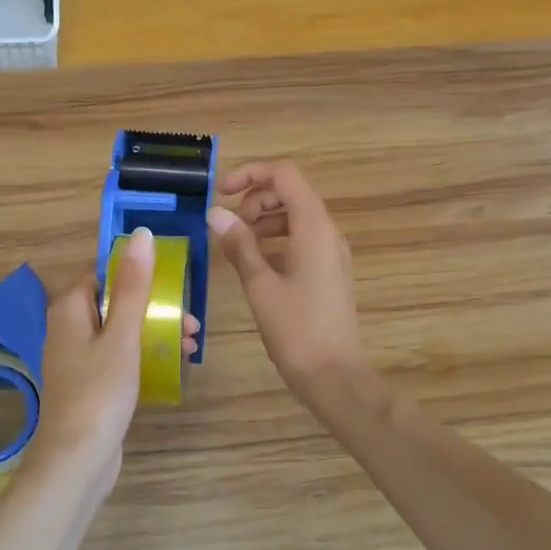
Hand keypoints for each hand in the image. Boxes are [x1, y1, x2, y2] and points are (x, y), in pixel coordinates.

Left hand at [28, 228, 198, 495]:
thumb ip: (133, 285)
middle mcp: (69, 328)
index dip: (136, 272)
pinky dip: (144, 353)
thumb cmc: (99, 391)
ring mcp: (78, 358)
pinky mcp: (90, 383)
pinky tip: (173, 362)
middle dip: (154, 306)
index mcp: (70, 309)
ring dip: (155, 330)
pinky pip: (120, 355)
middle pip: (116, 301)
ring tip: (190, 343)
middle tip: (190, 320)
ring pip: (121, 330)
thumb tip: (141, 235)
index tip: (172, 281)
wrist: (77, 460)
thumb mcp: (123, 334)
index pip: (102, 273)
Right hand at [207, 160, 366, 397]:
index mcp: (314, 227)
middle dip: (255, 199)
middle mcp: (328, 232)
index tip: (221, 194)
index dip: (251, 174)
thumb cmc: (296, 329)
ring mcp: (332, 252)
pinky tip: (256, 265)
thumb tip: (216, 213)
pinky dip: (277, 241)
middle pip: (291, 192)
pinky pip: (302, 240)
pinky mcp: (330, 271)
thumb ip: (239, 244)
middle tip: (230, 228)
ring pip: (296, 217)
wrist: (334, 375)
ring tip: (238, 247)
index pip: (284, 174)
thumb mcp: (260, 285)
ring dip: (264, 221)